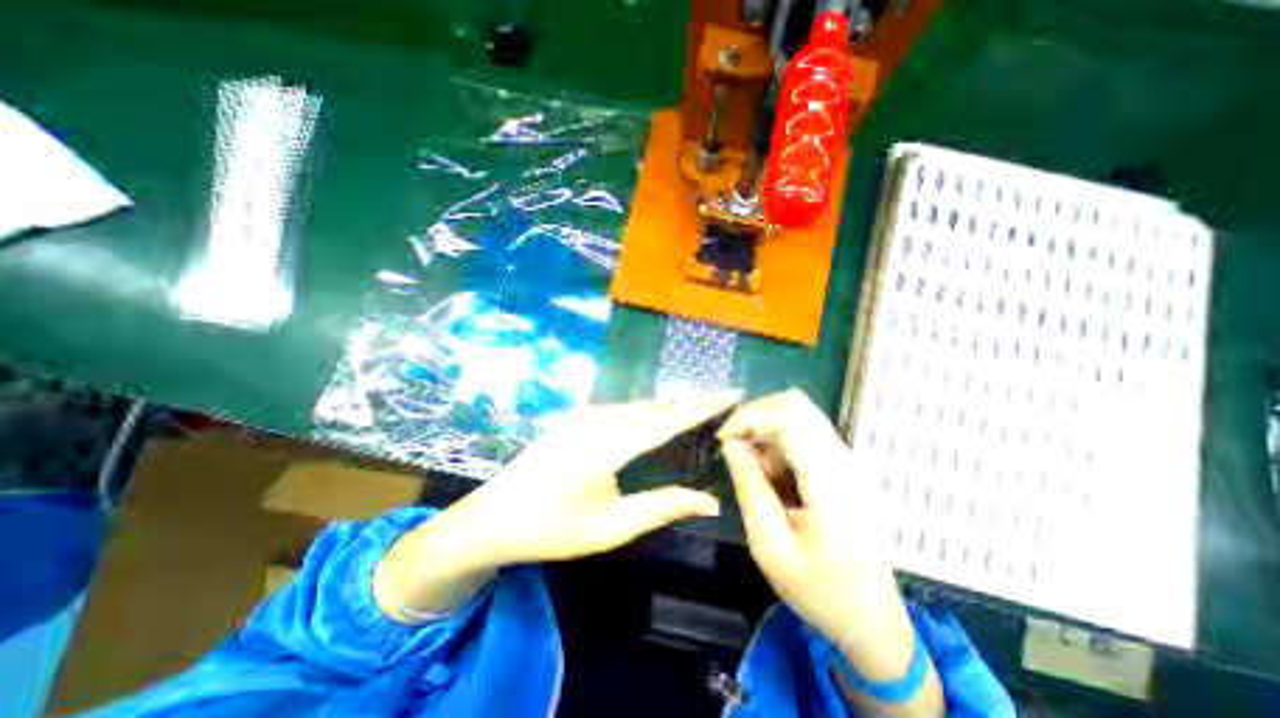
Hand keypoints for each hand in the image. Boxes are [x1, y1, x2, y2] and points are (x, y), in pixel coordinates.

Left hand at [378, 392, 734, 615]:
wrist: (492, 518)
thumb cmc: (552, 528)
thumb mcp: (611, 526)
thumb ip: (662, 507)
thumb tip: (710, 501)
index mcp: (607, 444)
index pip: (667, 419)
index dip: (702, 405)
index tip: (731, 391)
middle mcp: (597, 418)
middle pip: (654, 406)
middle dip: (688, 404)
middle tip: (720, 404)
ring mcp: (582, 413)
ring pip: (637, 405)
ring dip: (666, 407)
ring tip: (695, 412)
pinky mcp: (574, 416)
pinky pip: (620, 408)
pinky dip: (644, 411)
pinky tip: (655, 419)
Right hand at [718, 392, 937, 716]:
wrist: (870, 618)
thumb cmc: (818, 589)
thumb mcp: (770, 546)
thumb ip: (749, 488)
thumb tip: (731, 444)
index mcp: (831, 484)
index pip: (790, 417)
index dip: (750, 416)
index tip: (724, 438)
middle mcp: (846, 462)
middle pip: (797, 406)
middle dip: (756, 418)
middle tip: (736, 449)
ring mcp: (849, 462)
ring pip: (799, 416)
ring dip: (768, 435)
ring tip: (760, 478)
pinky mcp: (845, 466)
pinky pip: (806, 435)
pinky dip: (780, 446)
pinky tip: (776, 480)